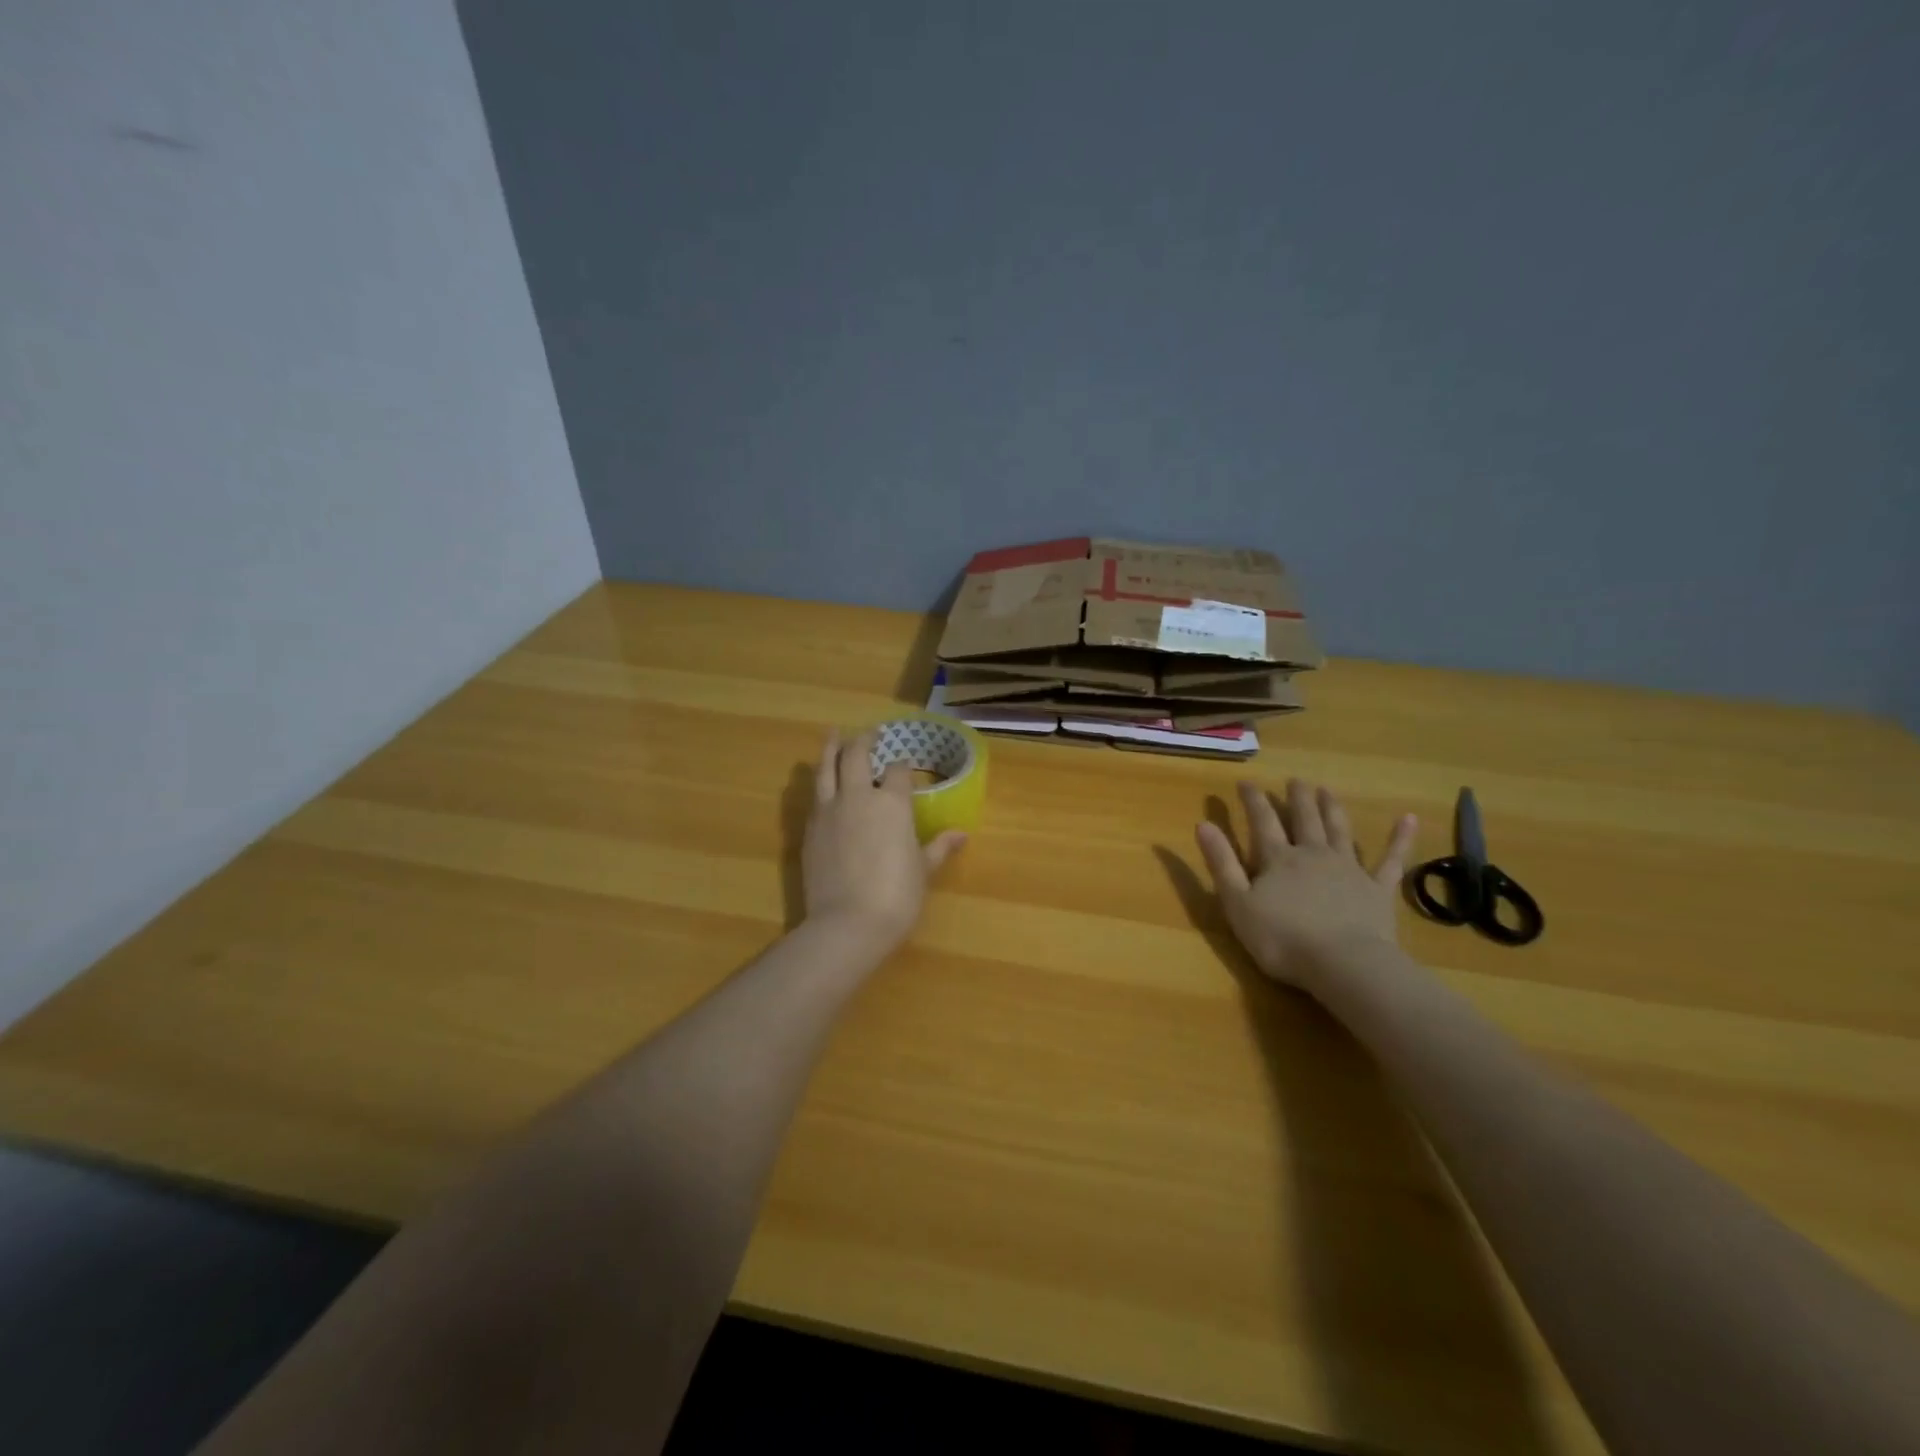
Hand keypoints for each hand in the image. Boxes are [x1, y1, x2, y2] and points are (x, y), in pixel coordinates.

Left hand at [803, 728, 966, 948]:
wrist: (848, 923)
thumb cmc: (897, 896)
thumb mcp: (923, 870)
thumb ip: (939, 848)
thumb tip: (961, 834)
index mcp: (892, 802)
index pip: (897, 770)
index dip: (901, 765)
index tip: (903, 765)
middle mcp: (858, 796)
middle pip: (855, 754)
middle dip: (863, 741)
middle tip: (868, 734)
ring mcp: (829, 810)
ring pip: (826, 767)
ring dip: (831, 748)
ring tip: (833, 734)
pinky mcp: (808, 829)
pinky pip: (814, 796)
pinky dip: (820, 782)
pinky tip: (822, 784)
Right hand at [1195, 779, 1416, 990]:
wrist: (1343, 964)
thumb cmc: (1282, 939)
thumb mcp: (1237, 903)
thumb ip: (1221, 863)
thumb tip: (1203, 824)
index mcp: (1278, 859)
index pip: (1262, 822)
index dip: (1253, 801)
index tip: (1246, 782)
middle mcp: (1313, 855)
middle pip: (1304, 819)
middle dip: (1297, 798)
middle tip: (1294, 780)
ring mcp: (1349, 870)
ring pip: (1339, 830)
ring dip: (1332, 808)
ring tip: (1327, 790)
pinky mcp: (1378, 889)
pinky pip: (1391, 860)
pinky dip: (1400, 839)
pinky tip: (1408, 819)